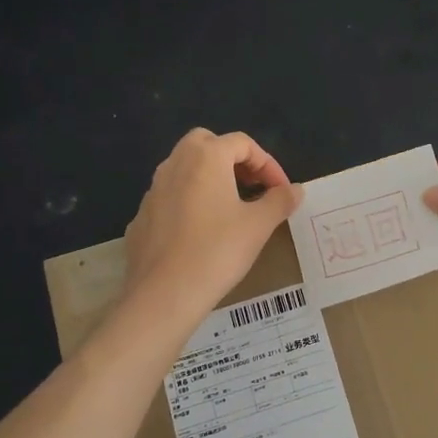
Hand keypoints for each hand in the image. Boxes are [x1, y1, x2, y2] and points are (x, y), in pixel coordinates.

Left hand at [123, 129, 301, 315]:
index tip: (281, 191)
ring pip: (185, 170)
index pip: (242, 143)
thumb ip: (280, 201)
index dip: (268, 164)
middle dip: (233, 160)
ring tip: (231, 209)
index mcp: (206, 157)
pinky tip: (202, 233)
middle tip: (252, 187)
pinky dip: (190, 203)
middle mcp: (175, 164)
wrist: (163, 295)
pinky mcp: (141, 217)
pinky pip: (171, 198)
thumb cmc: (217, 251)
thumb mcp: (259, 225)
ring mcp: (153, 190)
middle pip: (207, 144)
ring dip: (210, 180)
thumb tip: (295, 190)